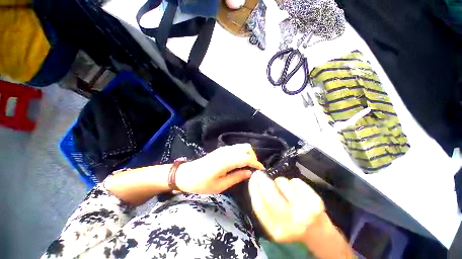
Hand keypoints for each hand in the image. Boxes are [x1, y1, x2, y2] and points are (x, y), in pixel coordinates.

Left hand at [175, 143, 264, 193]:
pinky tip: (240, 162)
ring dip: (248, 154)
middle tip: (253, 169)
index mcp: (226, 161)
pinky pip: (237, 147)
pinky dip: (242, 152)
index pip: (247, 158)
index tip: (262, 170)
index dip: (256, 163)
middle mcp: (226, 152)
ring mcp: (223, 149)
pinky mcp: (221, 149)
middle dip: (253, 157)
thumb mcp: (219, 186)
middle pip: (247, 148)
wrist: (186, 175)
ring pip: (242, 146)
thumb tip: (250, 173)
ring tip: (248, 166)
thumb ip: (236, 177)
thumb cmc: (201, 183)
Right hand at [249, 171, 324, 242]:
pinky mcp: (316, 202)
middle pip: (270, 195)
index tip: (252, 178)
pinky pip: (295, 181)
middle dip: (263, 181)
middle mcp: (291, 224)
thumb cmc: (291, 224)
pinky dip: (292, 182)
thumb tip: (256, 182)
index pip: (259, 207)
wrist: (318, 232)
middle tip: (261, 174)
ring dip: (280, 182)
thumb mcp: (274, 222)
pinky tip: (296, 190)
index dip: (254, 189)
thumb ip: (264, 206)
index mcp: (277, 231)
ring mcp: (305, 212)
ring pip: (283, 183)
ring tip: (284, 188)